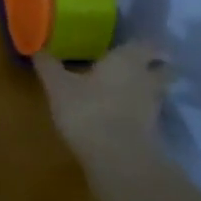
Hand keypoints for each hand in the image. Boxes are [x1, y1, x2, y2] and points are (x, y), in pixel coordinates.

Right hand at [33, 39, 175, 175]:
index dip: (144, 44)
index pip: (147, 44)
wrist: (116, 156)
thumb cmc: (86, 109)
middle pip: (164, 68)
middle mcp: (146, 77)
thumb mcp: (58, 87)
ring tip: (130, 91)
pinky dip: (142, 111)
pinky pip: (150, 113)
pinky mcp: (153, 130)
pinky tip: (125, 115)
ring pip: (158, 91)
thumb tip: (36, 49)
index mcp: (126, 59)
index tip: (135, 44)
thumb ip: (49, 67)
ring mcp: (153, 105)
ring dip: (149, 89)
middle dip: (156, 65)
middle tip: (139, 65)